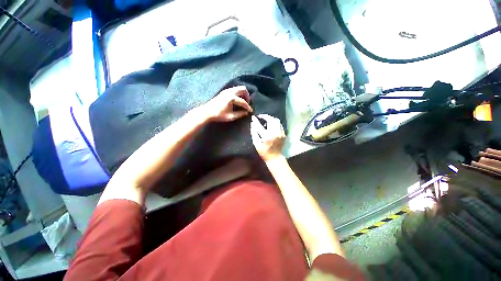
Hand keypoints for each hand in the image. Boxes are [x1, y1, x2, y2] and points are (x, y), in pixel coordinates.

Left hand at [201, 86, 252, 121]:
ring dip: (243, 94)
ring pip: (238, 88)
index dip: (248, 107)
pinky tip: (237, 100)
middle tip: (248, 103)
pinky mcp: (224, 91)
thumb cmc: (219, 115)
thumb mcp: (231, 116)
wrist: (207, 112)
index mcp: (232, 98)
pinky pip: (234, 89)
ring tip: (243, 101)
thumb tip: (246, 113)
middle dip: (247, 96)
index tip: (251, 111)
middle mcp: (230, 92)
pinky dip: (238, 93)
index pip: (243, 101)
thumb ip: (240, 114)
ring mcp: (226, 90)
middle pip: (243, 89)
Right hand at [250, 114, 285, 161]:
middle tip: (260, 117)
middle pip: (270, 119)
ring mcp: (280, 133)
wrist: (275, 157)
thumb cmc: (264, 152)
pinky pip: (280, 125)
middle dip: (264, 116)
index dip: (255, 120)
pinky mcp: (283, 134)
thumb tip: (252, 124)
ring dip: (271, 118)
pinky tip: (271, 125)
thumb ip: (254, 133)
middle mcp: (274, 133)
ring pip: (276, 121)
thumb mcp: (256, 144)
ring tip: (266, 120)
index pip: (259, 125)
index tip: (253, 117)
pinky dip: (275, 123)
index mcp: (266, 136)